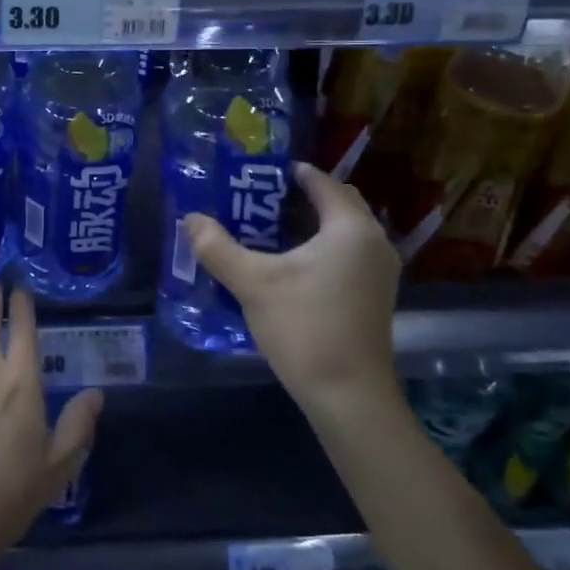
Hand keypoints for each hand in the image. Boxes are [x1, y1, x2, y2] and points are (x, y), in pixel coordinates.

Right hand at [185, 161, 402, 418]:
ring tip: (268, 228)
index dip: (291, 173)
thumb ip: (217, 247)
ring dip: (312, 222)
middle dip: (301, 195)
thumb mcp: (252, 283)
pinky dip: (323, 246)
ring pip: (344, 229)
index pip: (323, 182)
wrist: (349, 396)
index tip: (257, 173)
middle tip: (259, 199)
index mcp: (351, 228)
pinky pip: (348, 252)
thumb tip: (190, 219)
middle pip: (338, 202)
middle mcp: (374, 242)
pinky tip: (290, 263)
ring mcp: (380, 271)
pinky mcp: (375, 295)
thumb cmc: (305, 328)